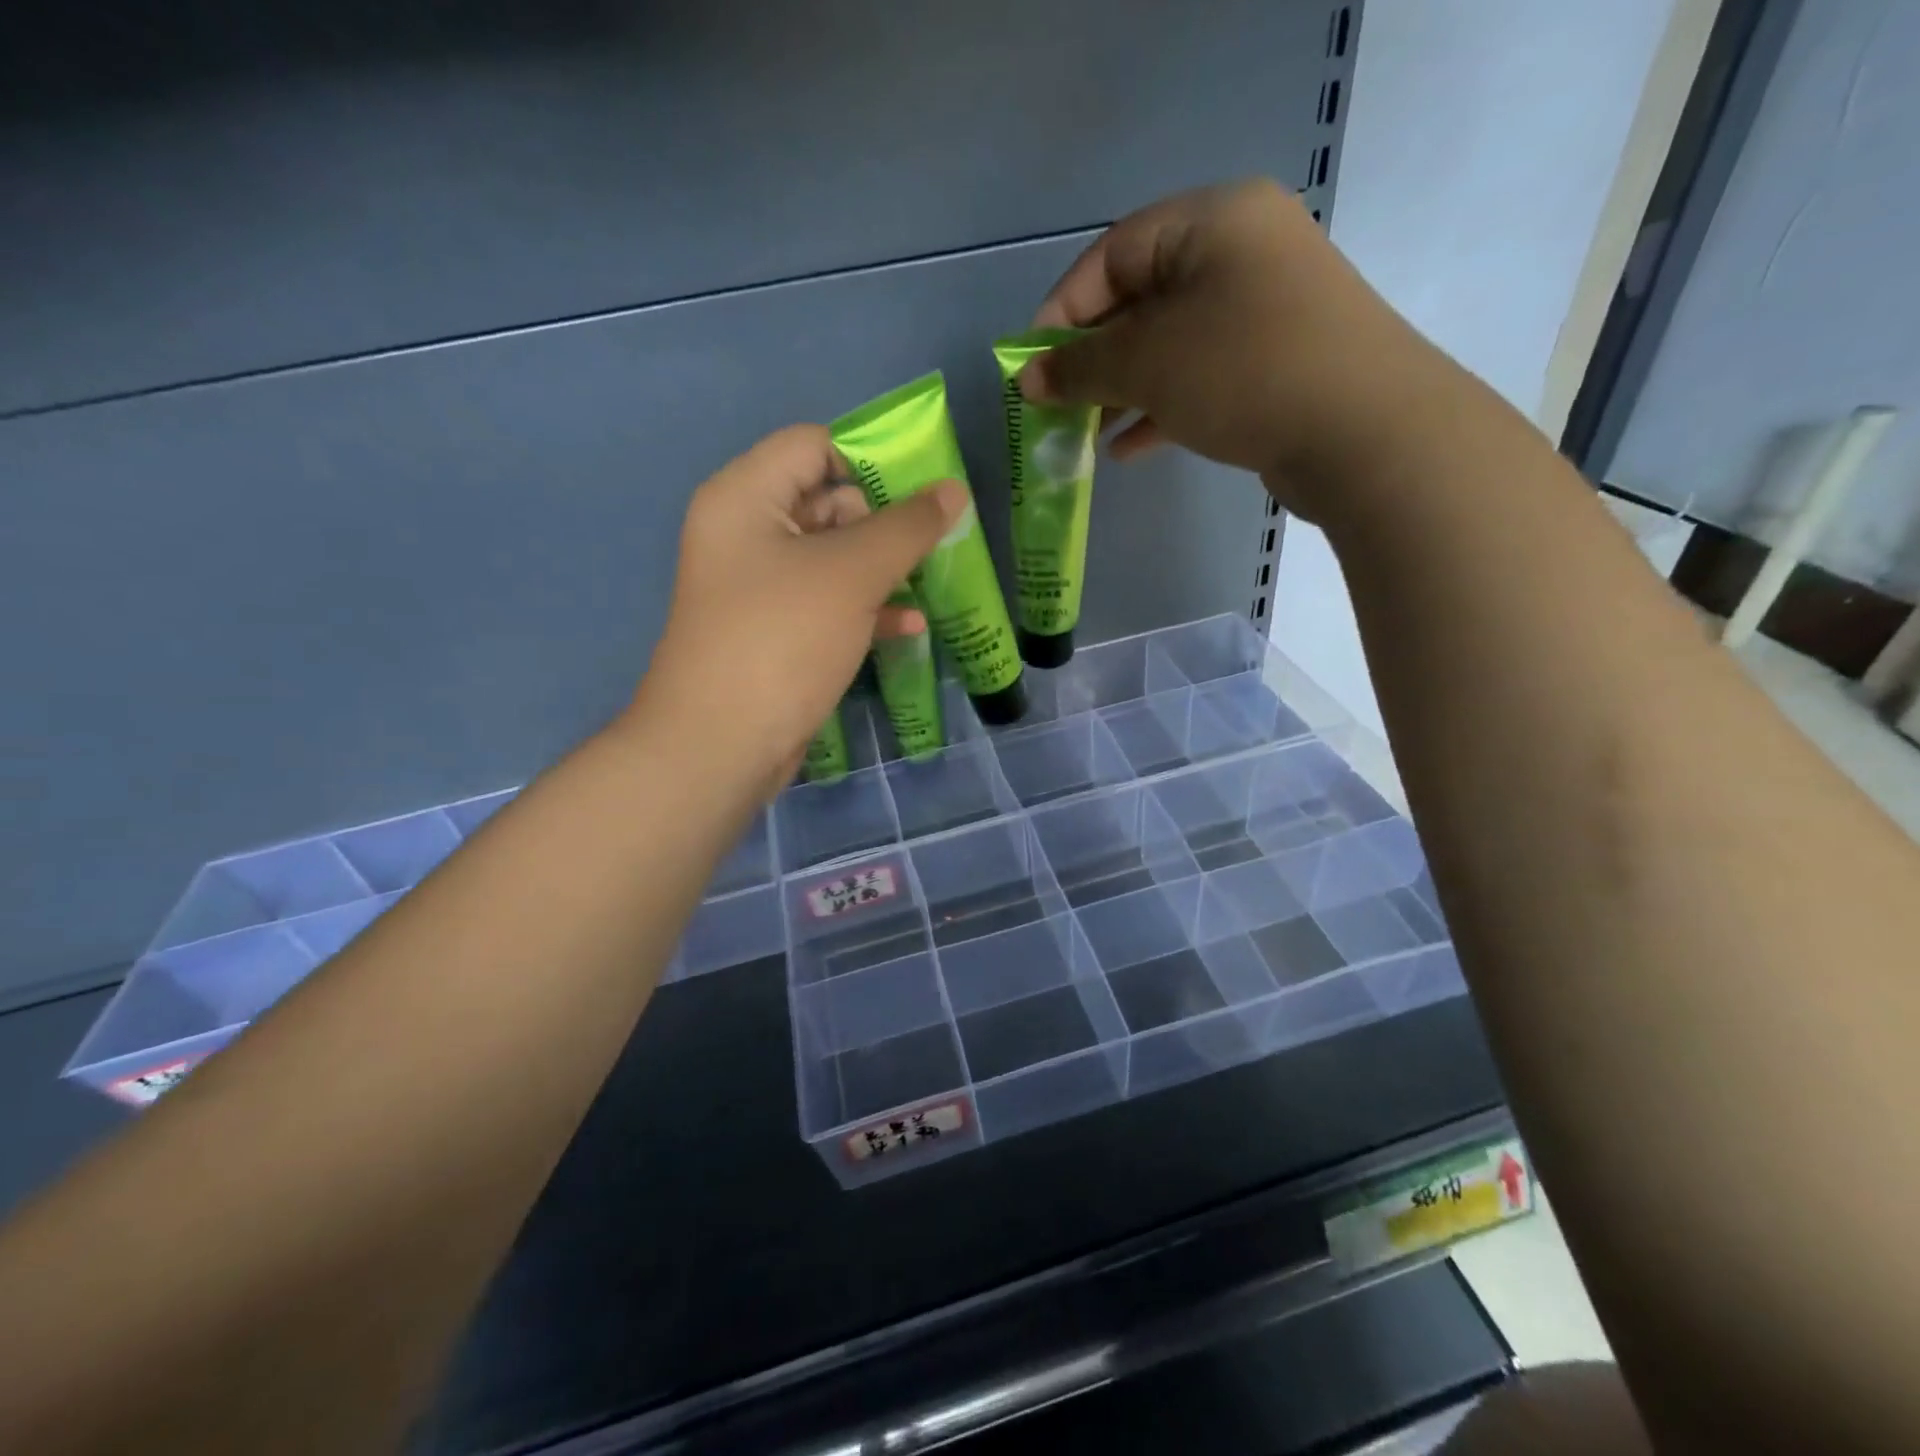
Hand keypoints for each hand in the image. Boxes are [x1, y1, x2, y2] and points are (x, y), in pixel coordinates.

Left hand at [632, 424, 965, 798]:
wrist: (721, 744)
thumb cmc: (782, 638)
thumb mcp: (852, 574)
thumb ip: (906, 527)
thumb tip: (952, 491)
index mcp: (746, 497)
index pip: (812, 446)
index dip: (870, 459)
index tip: (924, 488)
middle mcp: (746, 534)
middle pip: (825, 501)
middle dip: (884, 521)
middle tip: (934, 540)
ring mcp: (759, 588)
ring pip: (832, 558)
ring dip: (882, 568)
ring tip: (932, 578)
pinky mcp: (775, 633)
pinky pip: (826, 604)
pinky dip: (865, 609)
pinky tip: (910, 626)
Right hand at [1020, 179, 1437, 521]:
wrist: (1365, 433)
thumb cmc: (1244, 372)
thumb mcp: (1148, 364)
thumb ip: (1080, 369)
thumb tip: (1026, 380)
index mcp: (1212, 221)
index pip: (1112, 254)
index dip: (1063, 311)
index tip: (1032, 366)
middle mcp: (1241, 252)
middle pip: (1140, 300)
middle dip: (1091, 359)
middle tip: (1055, 405)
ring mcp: (1263, 311)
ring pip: (1168, 345)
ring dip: (1120, 389)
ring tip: (1082, 433)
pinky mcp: (1273, 364)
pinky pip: (1199, 377)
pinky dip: (1159, 409)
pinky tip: (1125, 450)